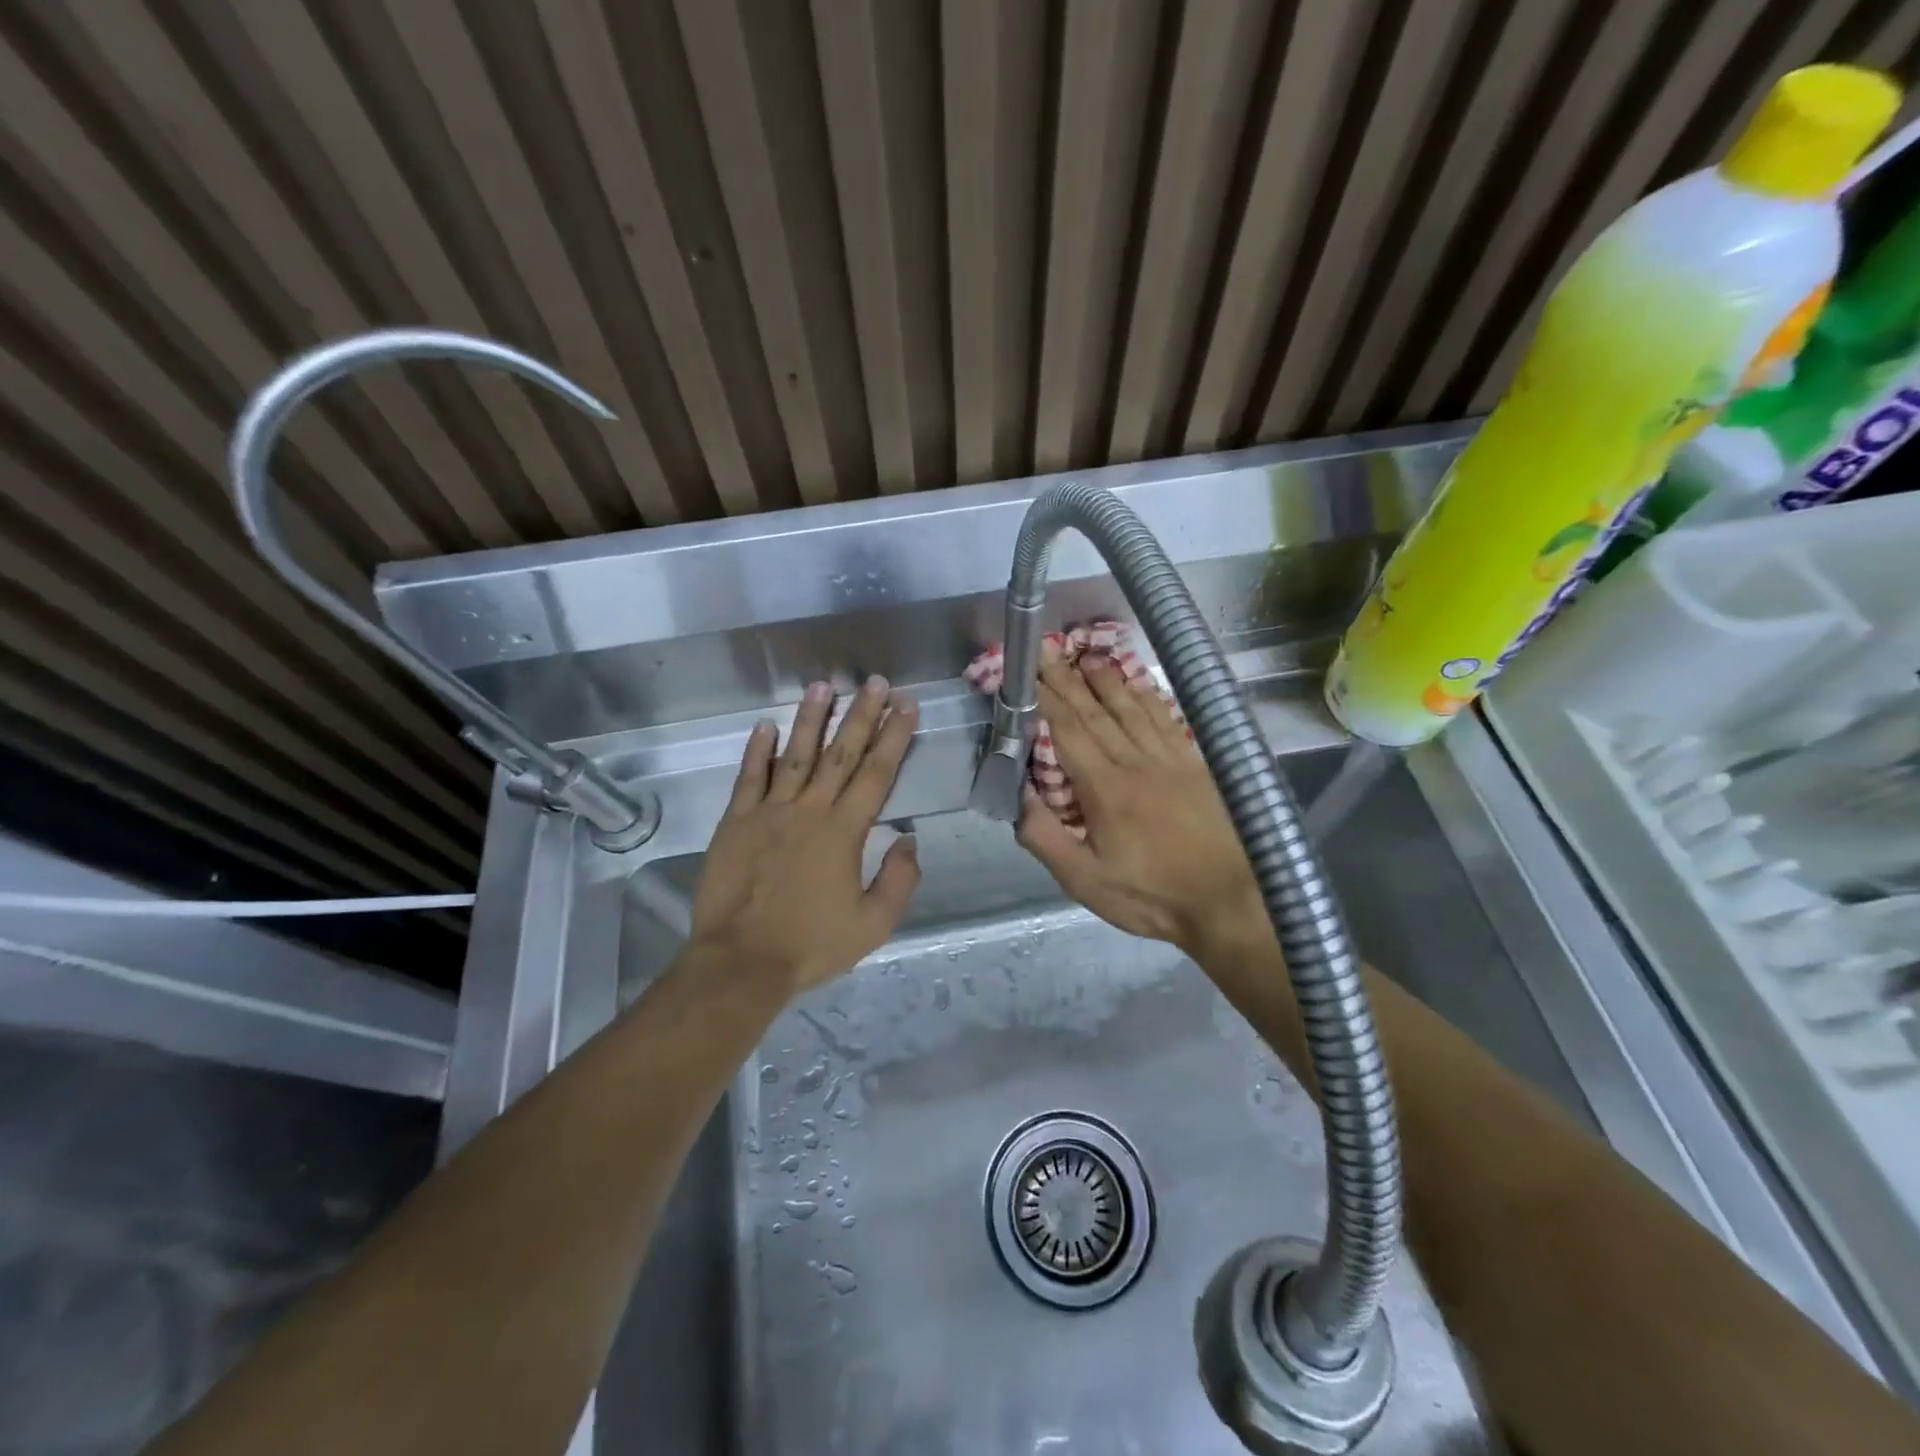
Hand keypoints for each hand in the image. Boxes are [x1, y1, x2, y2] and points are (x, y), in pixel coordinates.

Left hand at [689, 677, 920, 996]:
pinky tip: (766, 725)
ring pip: (795, 755)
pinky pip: (749, 777)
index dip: (895, 737)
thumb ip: (899, 880)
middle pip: (841, 753)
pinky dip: (757, 750)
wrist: (740, 961)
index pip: (876, 773)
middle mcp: (809, 810)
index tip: (906, 706)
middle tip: (875, 682)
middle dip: (862, 715)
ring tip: (824, 686)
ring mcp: (769, 812)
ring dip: (811, 719)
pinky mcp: (735, 822)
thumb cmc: (811, 945)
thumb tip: (909, 840)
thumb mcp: (873, 924)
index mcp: (844, 831)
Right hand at [1016, 645, 1261, 958]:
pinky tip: (1140, 684)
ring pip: (1132, 709)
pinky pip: (1168, 721)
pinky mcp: (1197, 765)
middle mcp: (1136, 762)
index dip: (1044, 698)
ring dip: (1107, 679)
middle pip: (1096, 711)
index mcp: (1105, 788)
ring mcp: (1171, 760)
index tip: (1026, 671)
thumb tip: (1015, 796)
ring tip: (1087, 654)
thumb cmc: (1152, 896)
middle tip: (1047, 647)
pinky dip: (1150, 697)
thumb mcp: (1085, 881)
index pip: (1067, 730)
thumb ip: (1045, 838)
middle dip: (1067, 677)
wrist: (1231, 903)